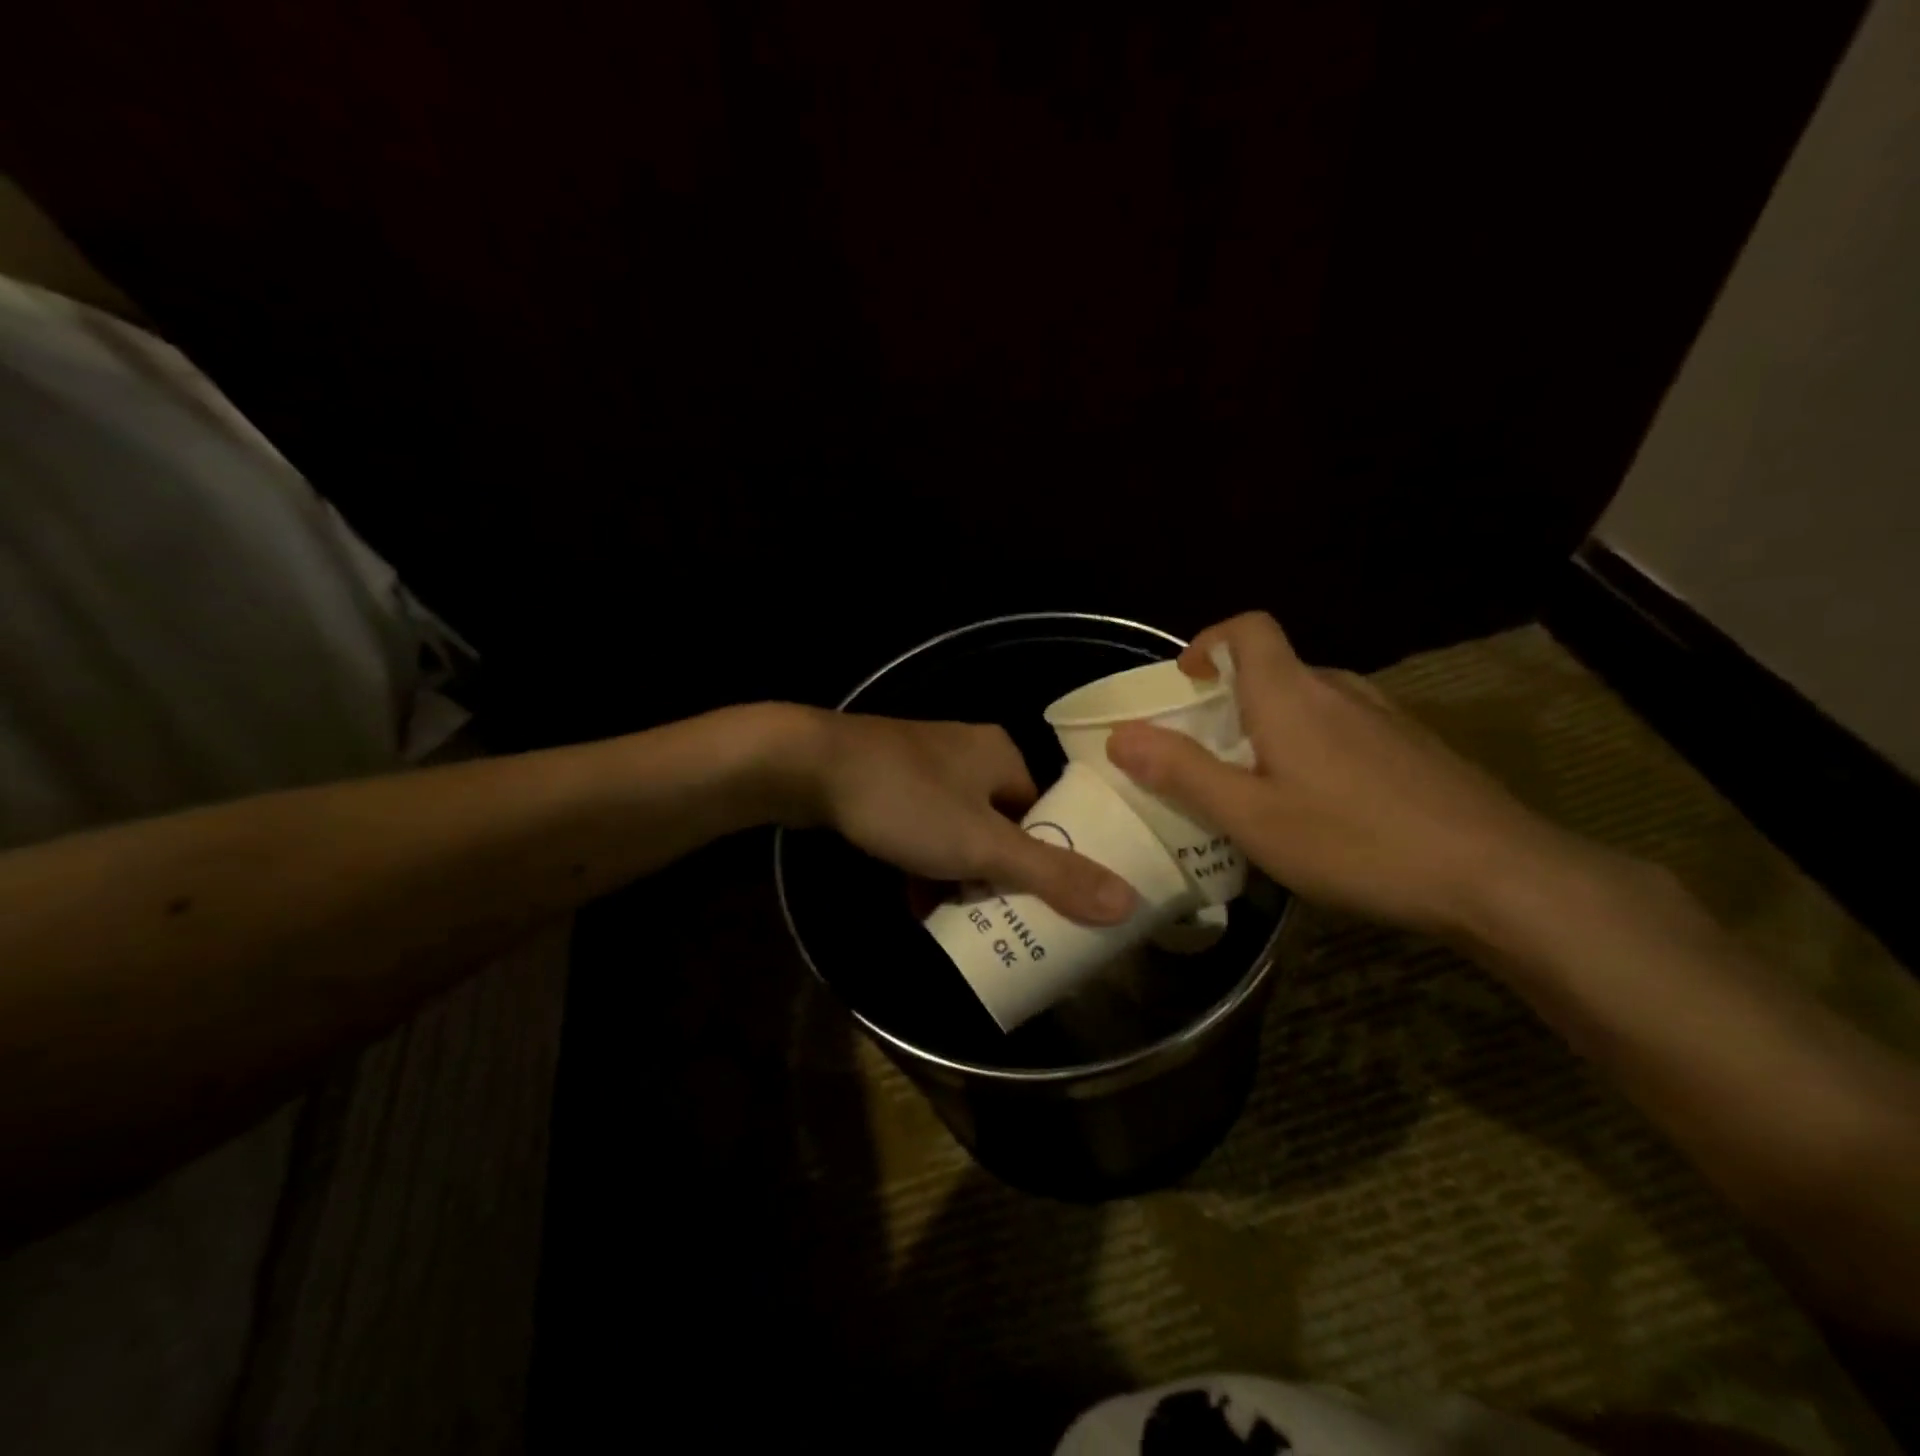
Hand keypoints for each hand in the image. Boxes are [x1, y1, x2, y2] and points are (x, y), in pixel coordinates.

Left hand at [790, 710, 1137, 925]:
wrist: (807, 765)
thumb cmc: (906, 802)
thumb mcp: (982, 845)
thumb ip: (1052, 874)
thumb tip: (1129, 902)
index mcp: (1002, 756)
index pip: (1045, 813)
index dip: (1050, 860)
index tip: (1049, 905)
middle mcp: (969, 753)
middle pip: (1003, 826)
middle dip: (1000, 876)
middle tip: (1004, 921)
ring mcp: (924, 766)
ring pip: (960, 831)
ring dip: (960, 876)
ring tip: (961, 923)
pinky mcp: (888, 781)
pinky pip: (922, 829)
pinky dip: (924, 864)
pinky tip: (915, 904)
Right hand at [1104, 613, 1570, 935]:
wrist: (1498, 875)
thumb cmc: (1356, 841)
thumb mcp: (1251, 816)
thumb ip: (1182, 773)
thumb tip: (1121, 736)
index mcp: (1291, 694)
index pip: (1249, 629)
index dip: (1209, 641)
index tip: (1185, 683)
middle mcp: (1339, 690)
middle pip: (1274, 669)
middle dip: (1231, 701)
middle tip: (1208, 756)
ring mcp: (1385, 717)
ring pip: (1311, 702)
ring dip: (1273, 728)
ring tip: (1259, 786)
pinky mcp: (1415, 747)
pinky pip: (1345, 729)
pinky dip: (1314, 748)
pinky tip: (1323, 808)